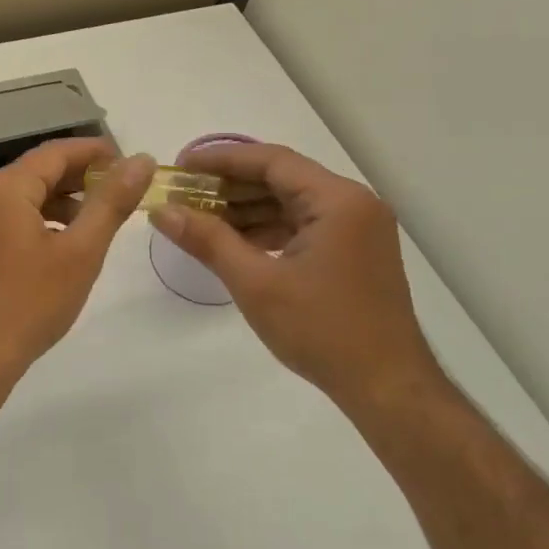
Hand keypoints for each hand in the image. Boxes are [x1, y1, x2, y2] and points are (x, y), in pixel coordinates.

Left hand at [0, 138, 153, 379]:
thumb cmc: (31, 302)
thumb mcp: (81, 250)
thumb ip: (112, 201)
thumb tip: (141, 160)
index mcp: (5, 188)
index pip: (56, 152)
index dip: (95, 152)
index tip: (130, 161)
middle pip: (39, 171)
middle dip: (81, 176)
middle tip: (123, 189)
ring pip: (26, 195)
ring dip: (63, 199)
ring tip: (100, 217)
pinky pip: (12, 216)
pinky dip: (42, 218)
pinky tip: (66, 241)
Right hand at [149, 142, 443, 413]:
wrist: (387, 388)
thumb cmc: (322, 330)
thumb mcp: (255, 283)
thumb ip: (207, 240)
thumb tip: (160, 210)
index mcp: (337, 200)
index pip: (271, 161)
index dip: (221, 160)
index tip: (180, 167)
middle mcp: (352, 203)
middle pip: (281, 179)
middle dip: (230, 186)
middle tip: (184, 194)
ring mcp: (357, 229)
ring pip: (291, 203)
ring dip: (246, 209)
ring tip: (199, 218)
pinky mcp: (354, 252)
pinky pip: (303, 226)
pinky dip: (268, 230)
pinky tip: (234, 242)